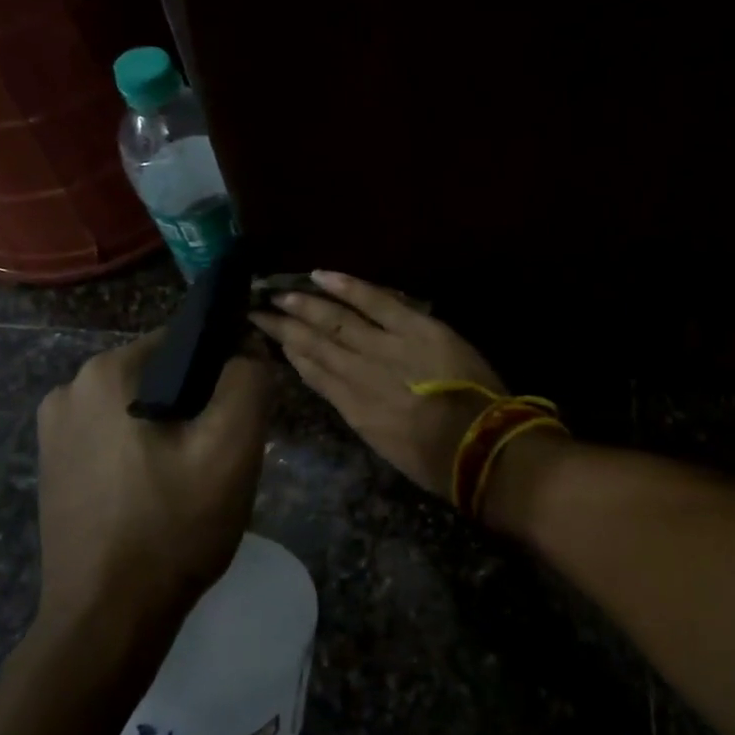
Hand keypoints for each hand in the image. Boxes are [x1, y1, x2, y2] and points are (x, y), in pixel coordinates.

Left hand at [33, 332, 276, 628]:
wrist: (108, 620)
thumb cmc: (173, 526)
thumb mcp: (232, 447)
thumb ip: (248, 379)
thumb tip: (246, 348)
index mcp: (106, 372)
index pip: (187, 341)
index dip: (226, 369)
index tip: (243, 412)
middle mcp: (69, 388)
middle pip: (161, 373)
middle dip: (198, 402)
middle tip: (222, 453)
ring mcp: (53, 430)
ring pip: (139, 405)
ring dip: (172, 427)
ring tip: (193, 477)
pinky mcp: (52, 465)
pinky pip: (114, 435)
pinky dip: (143, 449)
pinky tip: (159, 491)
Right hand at [249, 270, 504, 500]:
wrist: (476, 446)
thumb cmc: (435, 458)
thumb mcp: (385, 443)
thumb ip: (361, 412)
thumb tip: (342, 389)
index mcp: (353, 409)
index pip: (313, 375)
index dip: (290, 355)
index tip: (271, 339)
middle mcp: (358, 374)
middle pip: (313, 345)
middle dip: (284, 327)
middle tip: (258, 309)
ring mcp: (384, 347)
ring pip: (335, 321)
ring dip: (305, 305)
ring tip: (280, 293)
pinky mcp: (414, 328)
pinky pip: (376, 301)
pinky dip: (347, 287)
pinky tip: (321, 275)